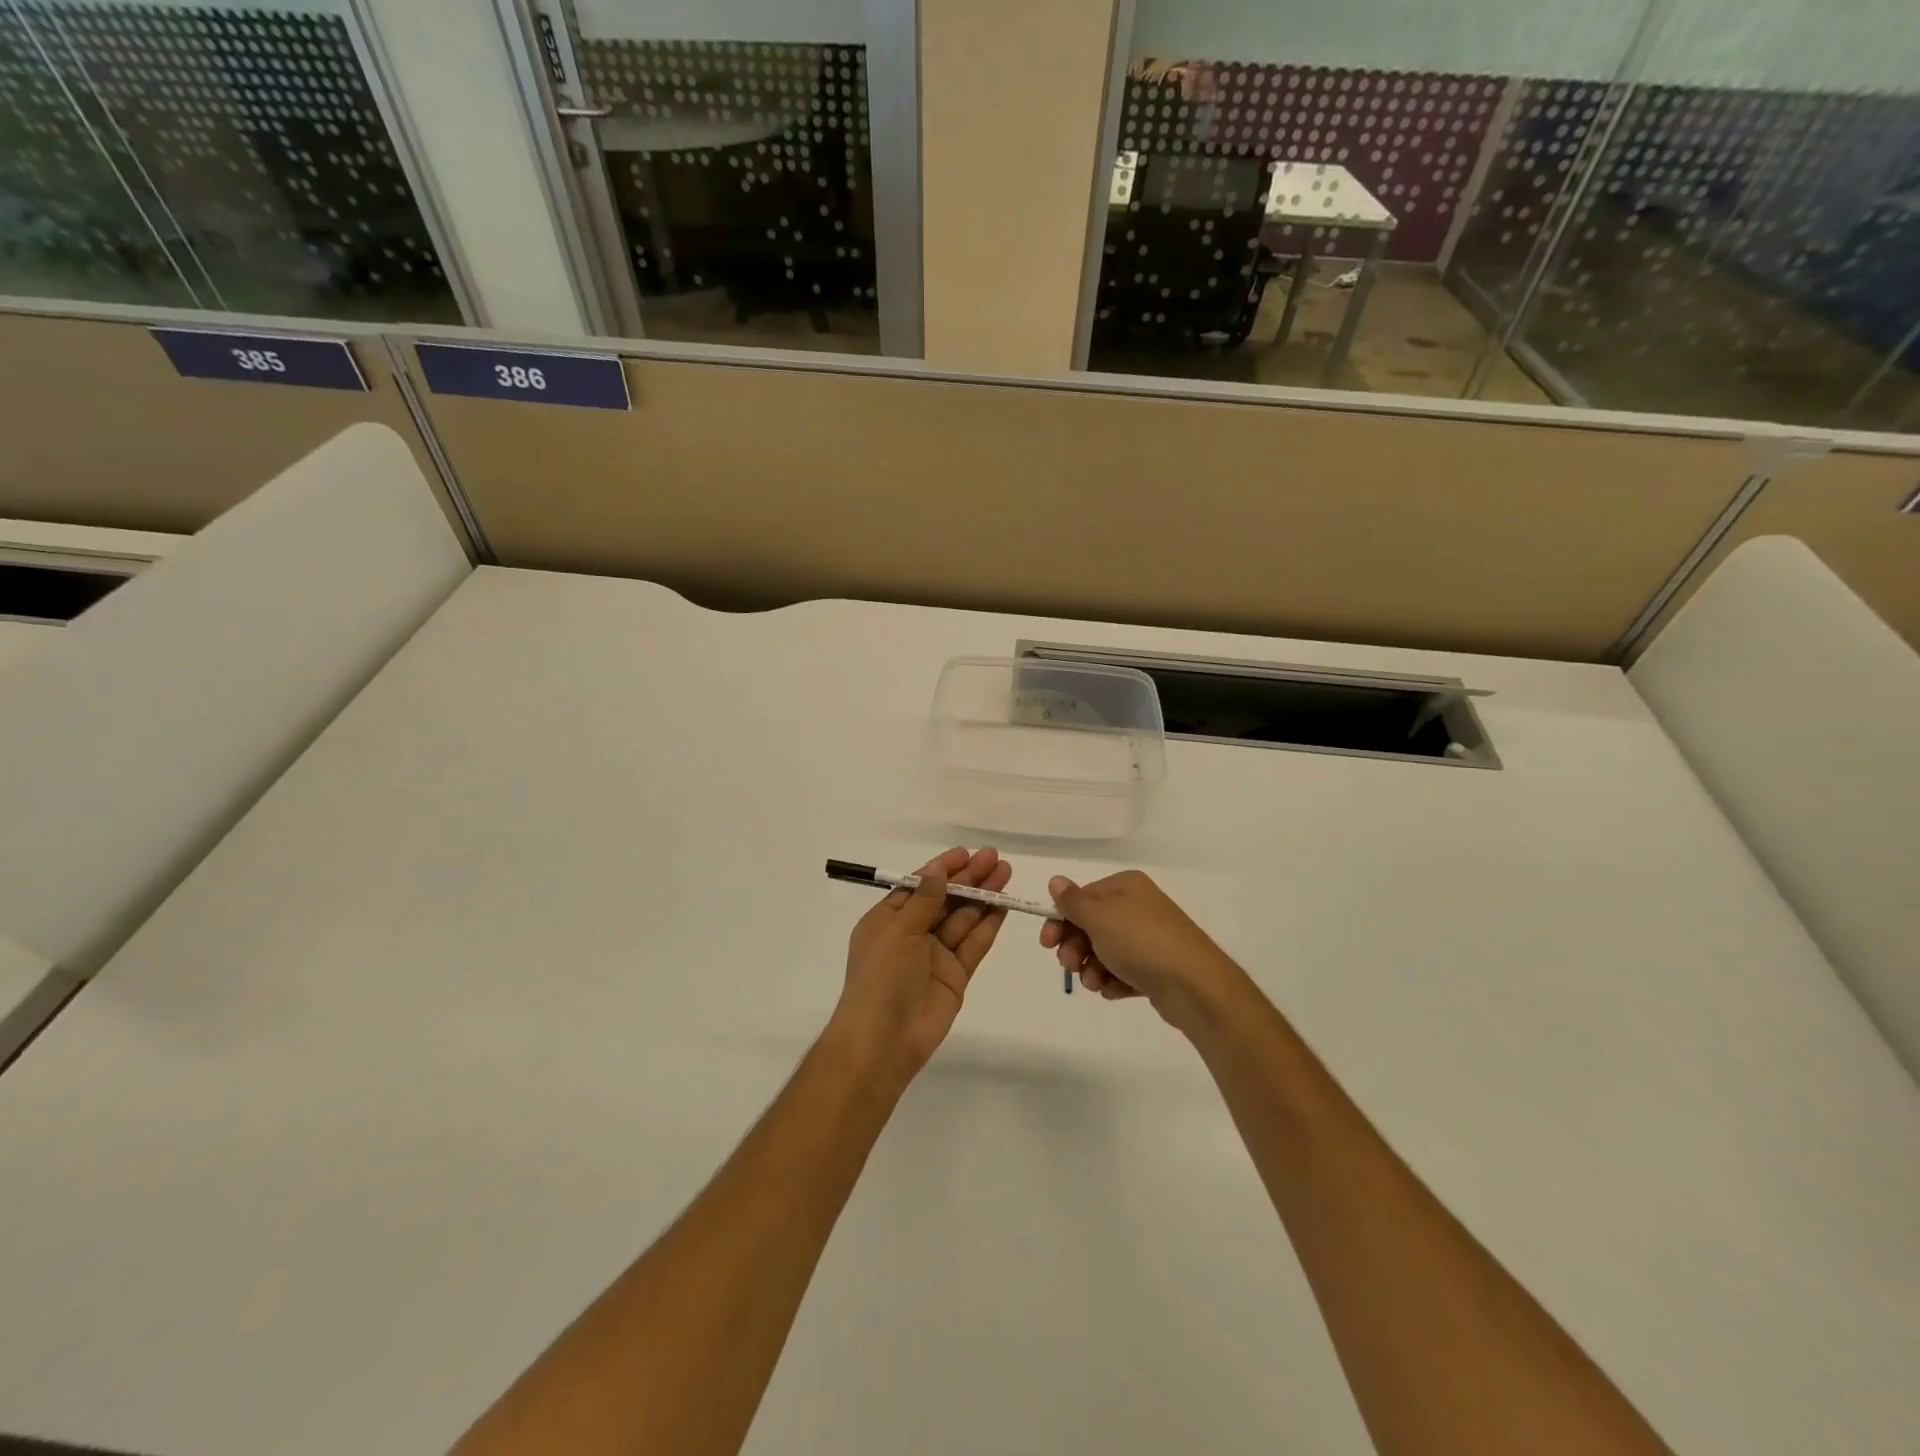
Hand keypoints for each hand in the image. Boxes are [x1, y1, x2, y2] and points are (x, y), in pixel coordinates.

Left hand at [830, 847, 1012, 1090]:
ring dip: (983, 896)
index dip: (942, 869)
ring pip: (963, 919)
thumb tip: (938, 872)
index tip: (966, 853)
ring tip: (1005, 873)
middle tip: (994, 858)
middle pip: (945, 899)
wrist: (884, 1039)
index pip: (919, 886)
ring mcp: (935, 955)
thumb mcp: (897, 930)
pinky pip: (974, 944)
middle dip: (968, 878)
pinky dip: (988, 925)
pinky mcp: (955, 975)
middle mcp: (912, 934)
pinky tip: (1003, 905)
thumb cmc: (881, 976)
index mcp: (888, 920)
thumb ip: (924, 901)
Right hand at [1039, 870, 1248, 1031]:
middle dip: (1075, 948)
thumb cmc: (1140, 941)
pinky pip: (1122, 971)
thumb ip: (1072, 901)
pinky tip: (1114, 990)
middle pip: (1090, 925)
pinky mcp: (1155, 968)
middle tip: (1071, 965)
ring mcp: (1148, 938)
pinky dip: (1113, 981)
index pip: (1081, 898)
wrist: (1194, 985)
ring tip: (1096, 983)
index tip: (1047, 943)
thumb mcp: (1099, 917)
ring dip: (1091, 968)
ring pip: (1104, 952)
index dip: (1060, 920)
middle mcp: (1138, 907)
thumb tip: (1056, 880)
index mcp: (1126, 886)